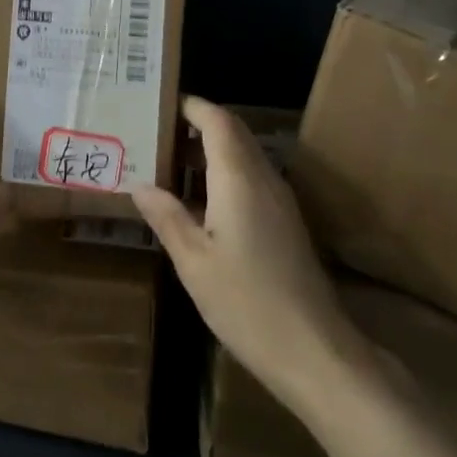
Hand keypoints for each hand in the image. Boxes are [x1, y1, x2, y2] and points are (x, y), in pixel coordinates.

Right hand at [132, 97, 362, 407]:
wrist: (316, 352)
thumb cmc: (247, 303)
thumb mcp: (194, 262)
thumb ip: (167, 217)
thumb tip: (140, 184)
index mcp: (238, 178)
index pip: (217, 120)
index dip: (192, 106)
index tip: (161, 104)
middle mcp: (263, 178)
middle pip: (233, 132)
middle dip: (198, 124)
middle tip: (158, 131)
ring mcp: (280, 200)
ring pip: (244, 155)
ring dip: (211, 150)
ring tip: (171, 162)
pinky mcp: (286, 222)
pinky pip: (252, 178)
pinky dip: (224, 173)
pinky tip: (200, 202)